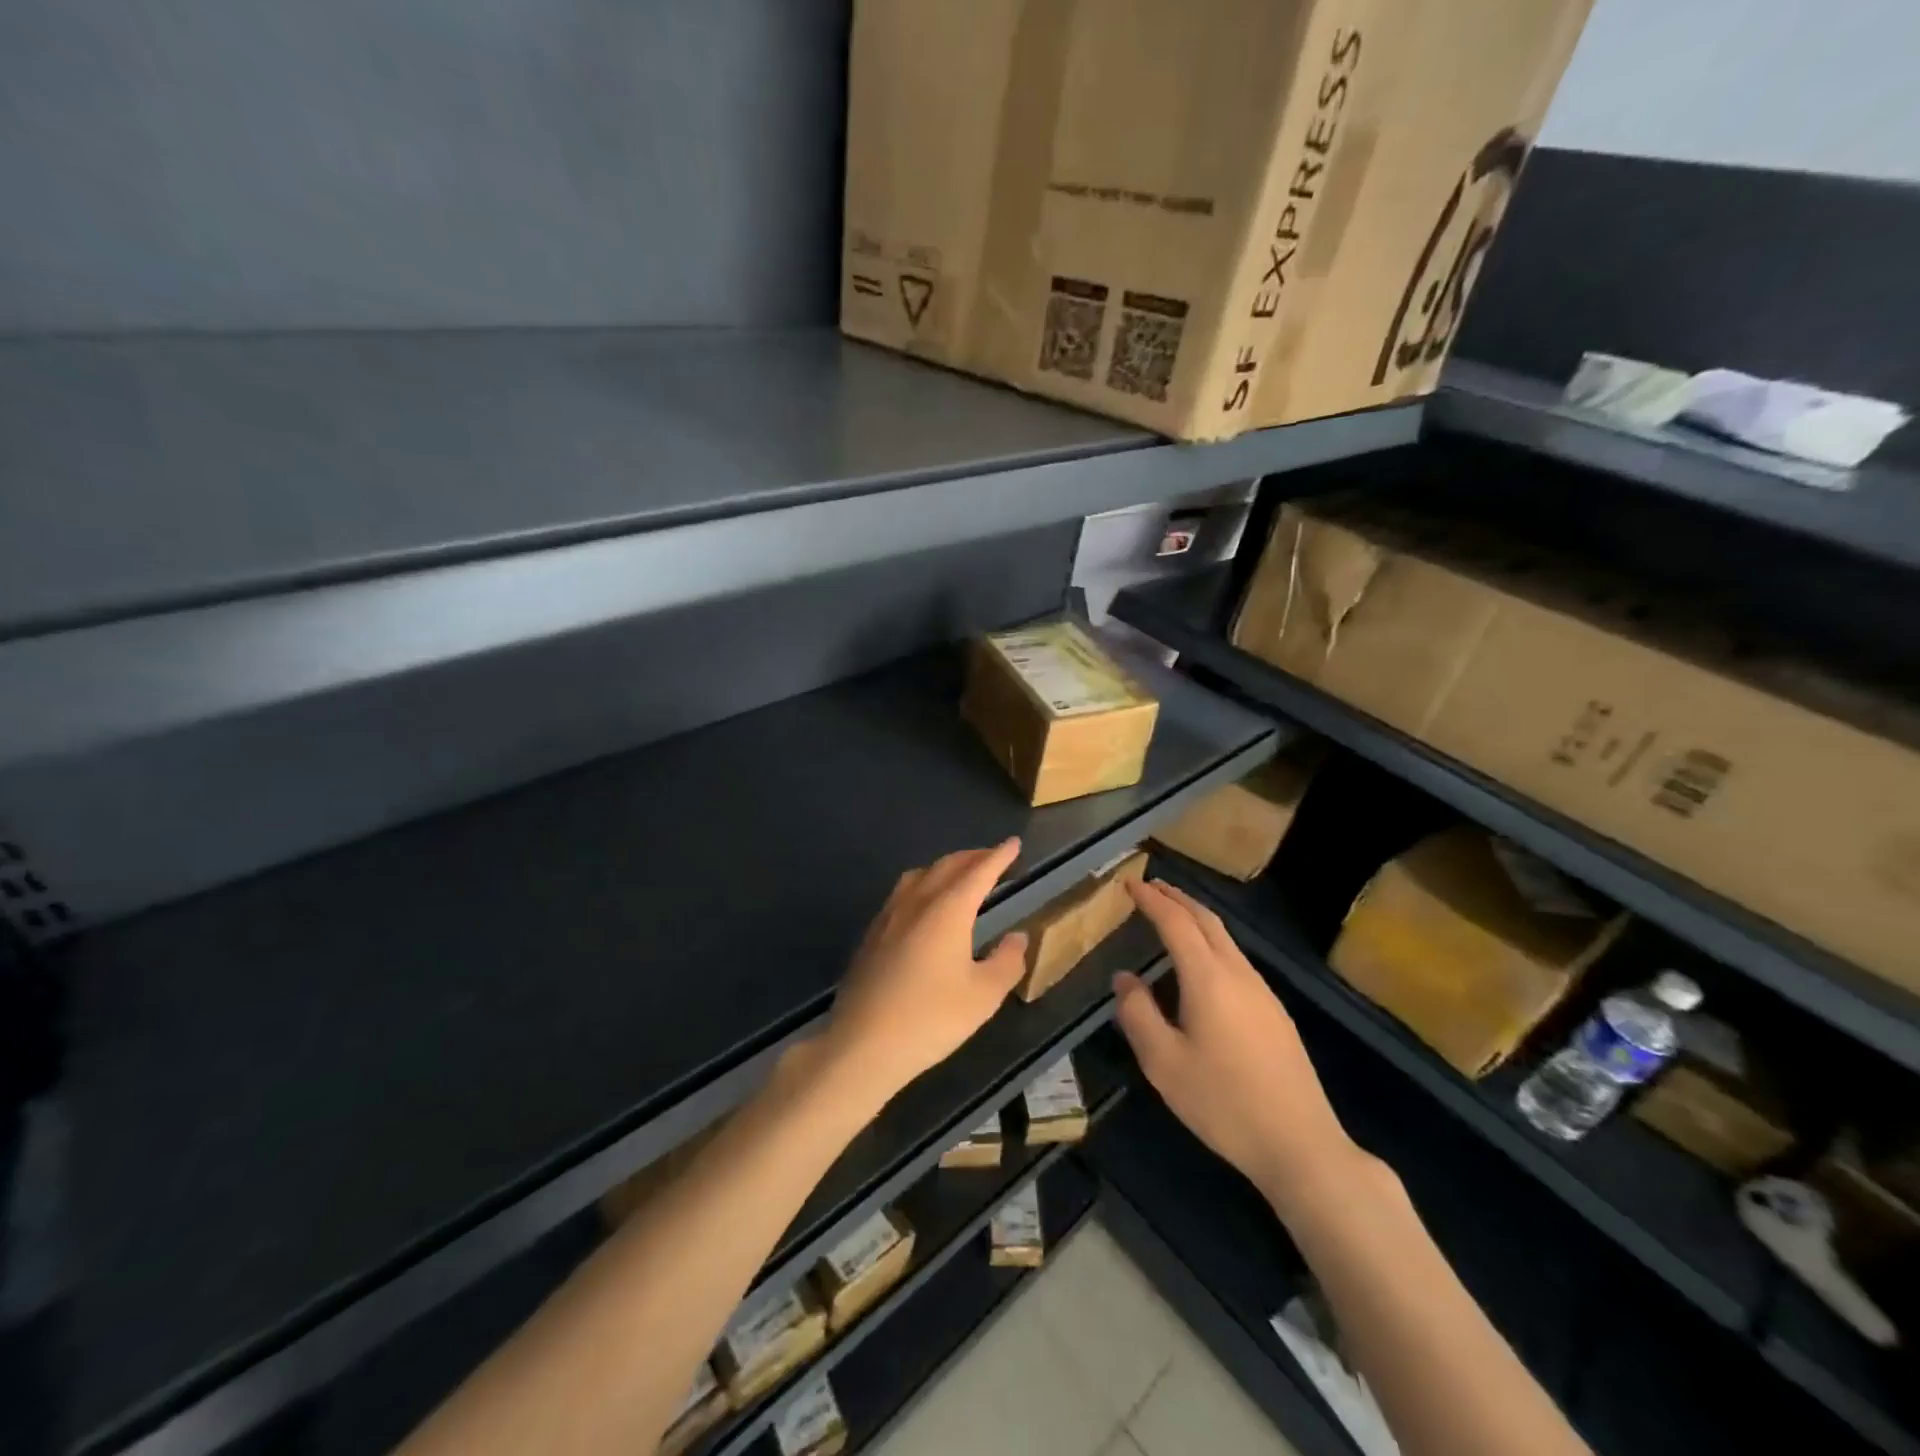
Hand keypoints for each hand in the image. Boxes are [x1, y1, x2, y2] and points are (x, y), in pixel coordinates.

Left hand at [820, 840, 1029, 1107]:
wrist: (863, 1044)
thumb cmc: (931, 1019)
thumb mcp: (983, 996)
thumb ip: (1006, 962)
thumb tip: (1017, 937)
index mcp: (948, 910)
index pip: (979, 872)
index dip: (999, 856)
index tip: (1013, 843)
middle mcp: (917, 902)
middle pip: (947, 866)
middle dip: (972, 857)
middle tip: (992, 857)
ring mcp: (888, 916)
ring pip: (919, 875)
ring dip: (944, 868)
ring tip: (959, 875)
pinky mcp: (871, 935)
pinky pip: (902, 894)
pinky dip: (922, 885)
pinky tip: (924, 907)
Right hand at [1114, 878, 1365, 1218]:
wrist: (1301, 1145)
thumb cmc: (1223, 1103)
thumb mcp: (1164, 1063)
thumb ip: (1138, 1014)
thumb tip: (1125, 978)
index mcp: (1209, 979)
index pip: (1176, 922)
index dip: (1152, 899)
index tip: (1130, 882)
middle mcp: (1239, 974)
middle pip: (1207, 920)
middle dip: (1177, 898)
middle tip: (1151, 887)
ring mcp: (1263, 993)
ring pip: (1226, 939)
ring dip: (1197, 919)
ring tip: (1172, 916)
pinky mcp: (1276, 1014)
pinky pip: (1237, 960)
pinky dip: (1212, 943)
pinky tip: (1203, 965)